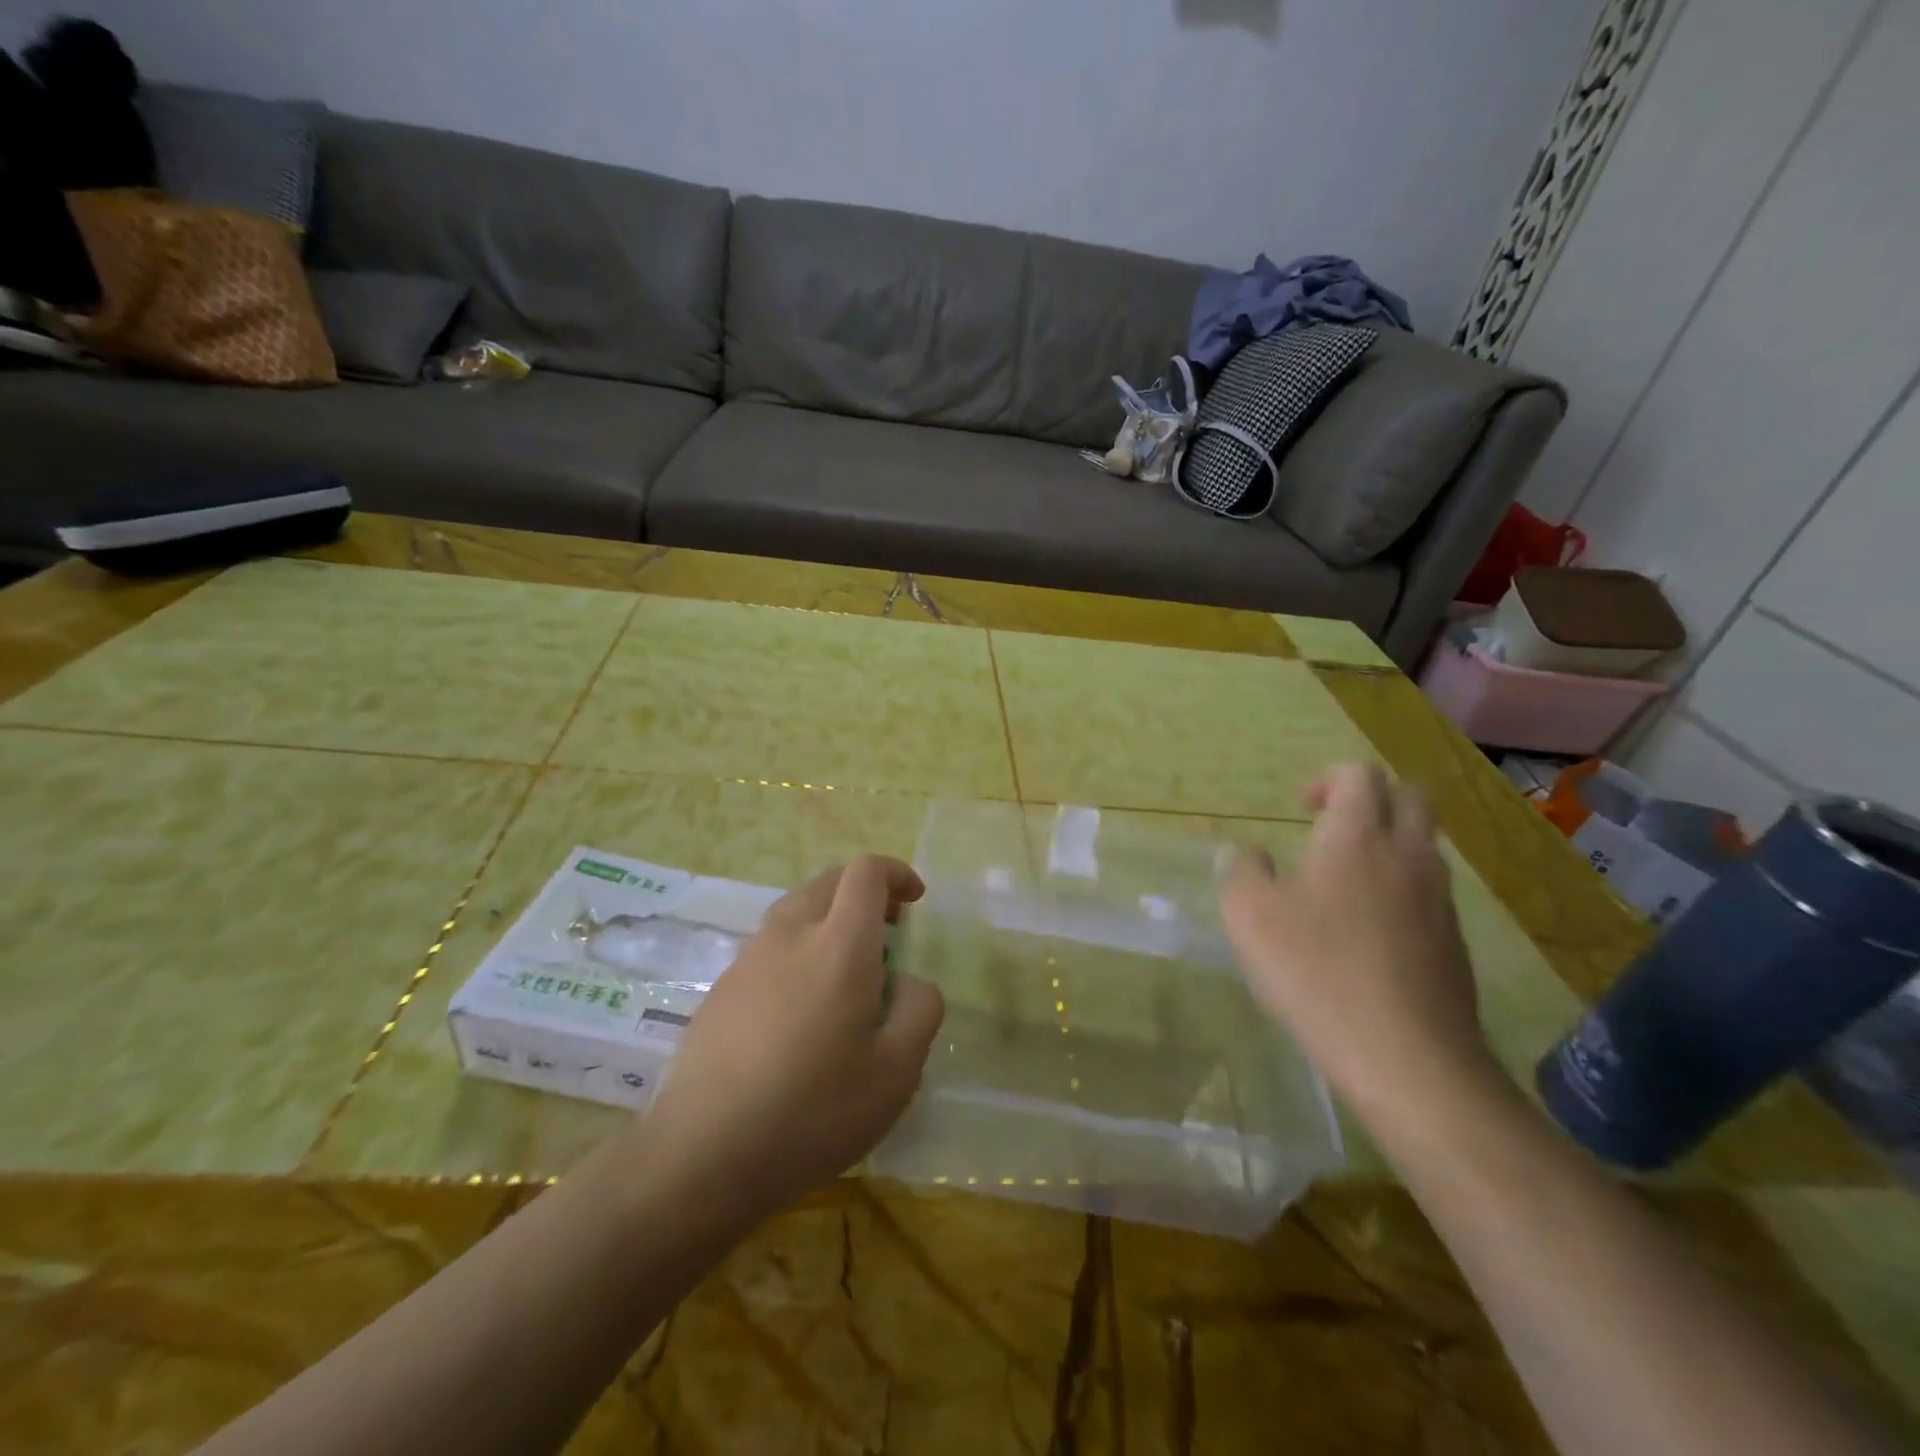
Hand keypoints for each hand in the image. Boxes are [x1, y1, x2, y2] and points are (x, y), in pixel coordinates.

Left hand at [641, 855, 945, 1218]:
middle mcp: (789, 935)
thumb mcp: (897, 1071)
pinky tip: (800, 1012)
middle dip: (864, 893)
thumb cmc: (814, 1110)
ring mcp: (748, 959)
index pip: (865, 873)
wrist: (704, 1155)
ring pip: (795, 912)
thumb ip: (920, 1009)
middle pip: (828, 882)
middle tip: (888, 931)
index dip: (895, 873)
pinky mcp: (720, 989)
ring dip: (828, 921)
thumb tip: (909, 981)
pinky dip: (797, 952)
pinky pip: (769, 948)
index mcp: (839, 945)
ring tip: (846, 973)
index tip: (914, 900)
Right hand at [1219, 762, 1500, 1129]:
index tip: (1301, 809)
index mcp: (1358, 835)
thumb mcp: (1249, 915)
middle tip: (1329, 827)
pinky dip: (1400, 889)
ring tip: (1342, 882)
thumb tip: (1248, 853)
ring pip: (1423, 845)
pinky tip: (1366, 932)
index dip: (1329, 779)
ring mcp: (1439, 899)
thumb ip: (1242, 871)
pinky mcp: (1454, 942)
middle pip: (1408, 797)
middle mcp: (1408, 854)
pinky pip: (1429, 891)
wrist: (1408, 1059)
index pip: (1360, 774)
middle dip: (1370, 799)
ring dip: (1388, 844)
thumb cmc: (1316, 970)